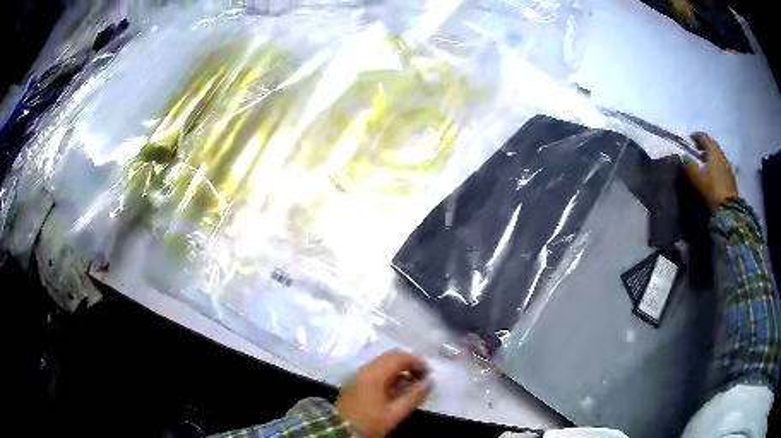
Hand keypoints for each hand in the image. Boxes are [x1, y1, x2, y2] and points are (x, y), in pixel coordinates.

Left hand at [336, 349, 429, 437]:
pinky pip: (376, 371)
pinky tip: (397, 390)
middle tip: (422, 378)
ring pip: (383, 364)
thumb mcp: (394, 413)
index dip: (417, 362)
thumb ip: (414, 396)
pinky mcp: (355, 382)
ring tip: (412, 386)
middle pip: (391, 357)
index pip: (399, 357)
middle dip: (409, 365)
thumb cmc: (369, 422)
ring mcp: (358, 375)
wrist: (339, 430)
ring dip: (400, 370)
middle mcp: (365, 369)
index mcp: (374, 373)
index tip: (429, 374)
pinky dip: (390, 376)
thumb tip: (430, 383)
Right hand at [682, 132, 737, 210]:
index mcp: (712, 148)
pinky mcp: (730, 174)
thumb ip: (685, 163)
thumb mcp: (695, 176)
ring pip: (716, 154)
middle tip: (695, 156)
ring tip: (703, 167)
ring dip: (709, 157)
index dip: (693, 138)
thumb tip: (677, 155)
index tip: (688, 145)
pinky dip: (715, 165)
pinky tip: (712, 175)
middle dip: (702, 147)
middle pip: (709, 143)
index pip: (701, 135)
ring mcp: (726, 163)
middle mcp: (720, 151)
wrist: (727, 206)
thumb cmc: (711, 187)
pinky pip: (721, 164)